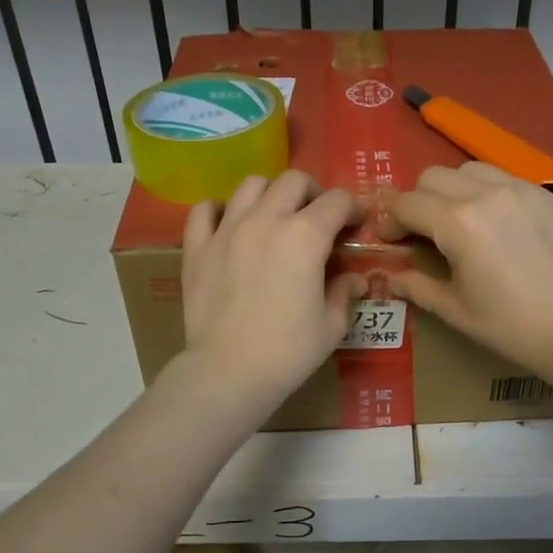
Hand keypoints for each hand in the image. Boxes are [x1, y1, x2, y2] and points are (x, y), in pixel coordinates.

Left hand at [180, 170, 364, 410]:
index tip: (356, 225)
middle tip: (318, 219)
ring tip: (274, 217)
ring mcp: (227, 229)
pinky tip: (228, 225)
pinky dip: (218, 210)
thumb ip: (345, 294)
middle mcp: (266, 220)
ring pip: (251, 185)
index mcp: (306, 236)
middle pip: (294, 181)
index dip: (353, 209)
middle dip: (313, 193)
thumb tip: (355, 280)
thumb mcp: (332, 326)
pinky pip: (204, 210)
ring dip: (270, 194)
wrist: (228, 372)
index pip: (337, 201)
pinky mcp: (197, 247)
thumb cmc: (288, 351)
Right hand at [381, 163, 552, 374]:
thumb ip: (416, 285)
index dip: (390, 220)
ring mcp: (520, 189)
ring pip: (468, 169)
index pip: (407, 203)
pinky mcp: (545, 194)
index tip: (390, 239)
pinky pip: (503, 178)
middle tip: (422, 231)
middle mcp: (486, 194)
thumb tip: (388, 277)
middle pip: (432, 177)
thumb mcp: (454, 309)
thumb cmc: (508, 325)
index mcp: (458, 224)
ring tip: (460, 220)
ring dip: (452, 190)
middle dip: (418, 201)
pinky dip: (487, 193)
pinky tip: (496, 224)